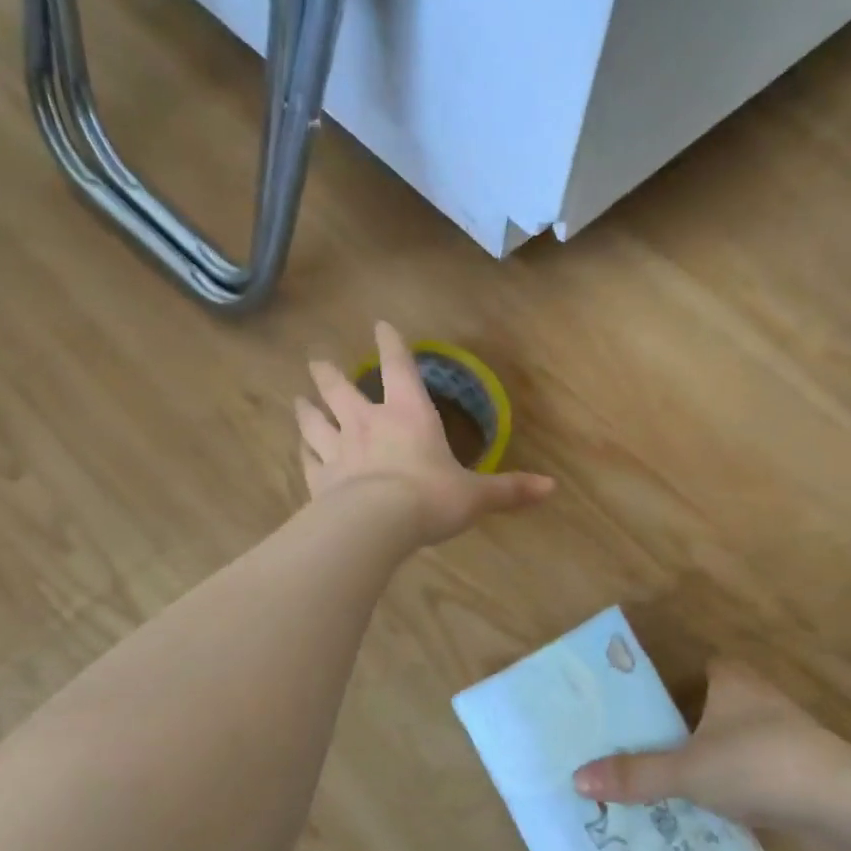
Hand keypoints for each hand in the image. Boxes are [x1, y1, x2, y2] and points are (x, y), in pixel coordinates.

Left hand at [297, 322, 554, 545]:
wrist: (375, 525)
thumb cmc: (430, 498)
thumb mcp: (476, 496)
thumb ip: (510, 489)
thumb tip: (552, 487)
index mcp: (409, 414)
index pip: (398, 367)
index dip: (390, 344)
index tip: (380, 325)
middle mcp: (368, 423)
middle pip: (340, 389)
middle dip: (329, 373)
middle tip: (316, 360)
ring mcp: (338, 450)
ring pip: (315, 421)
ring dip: (306, 409)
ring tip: (298, 399)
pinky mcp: (318, 479)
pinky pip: (307, 459)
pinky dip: (302, 452)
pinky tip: (299, 450)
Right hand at [572, 659, 850, 830]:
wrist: (840, 807)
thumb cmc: (757, 765)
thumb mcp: (686, 770)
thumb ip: (635, 774)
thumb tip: (577, 778)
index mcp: (731, 680)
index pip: (696, 669)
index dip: (669, 684)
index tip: (640, 709)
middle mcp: (757, 699)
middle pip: (710, 708)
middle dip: (681, 730)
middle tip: (641, 751)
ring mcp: (782, 736)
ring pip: (730, 744)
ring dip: (706, 762)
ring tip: (664, 786)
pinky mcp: (797, 772)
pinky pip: (750, 775)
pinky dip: (730, 789)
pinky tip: (707, 812)